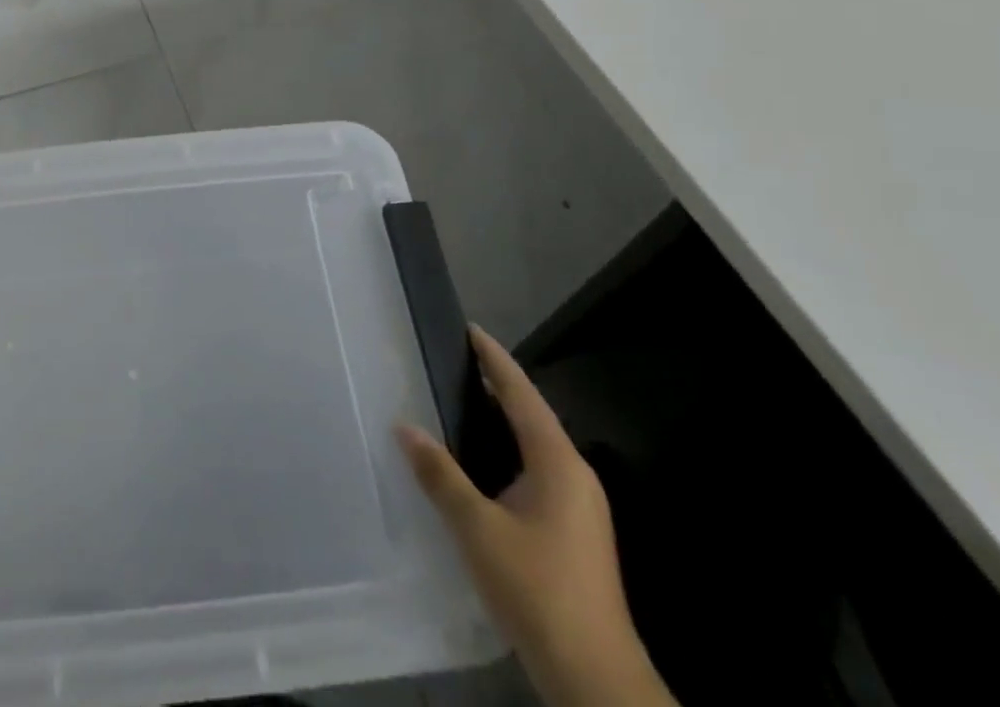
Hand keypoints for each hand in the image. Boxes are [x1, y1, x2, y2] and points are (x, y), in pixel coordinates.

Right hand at [396, 328, 675, 706]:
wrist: (595, 679)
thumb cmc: (536, 589)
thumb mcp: (477, 528)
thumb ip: (440, 475)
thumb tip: (404, 427)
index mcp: (558, 463)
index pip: (521, 394)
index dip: (495, 360)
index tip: (470, 329)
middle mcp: (574, 476)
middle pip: (531, 416)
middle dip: (495, 386)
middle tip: (454, 361)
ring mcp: (578, 507)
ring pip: (534, 446)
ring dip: (501, 421)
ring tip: (459, 402)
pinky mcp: (573, 532)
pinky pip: (535, 471)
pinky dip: (506, 451)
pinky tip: (479, 463)